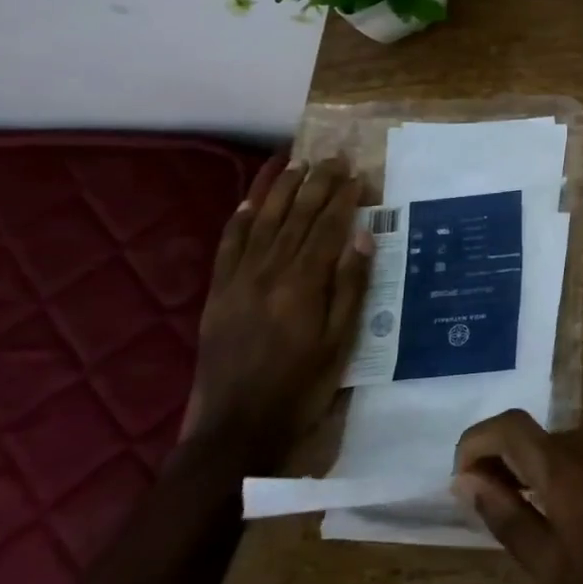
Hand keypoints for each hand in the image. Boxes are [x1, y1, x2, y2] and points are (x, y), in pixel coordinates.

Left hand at [184, 156, 370, 473]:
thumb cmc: (302, 385)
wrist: (237, 426)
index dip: (344, 197)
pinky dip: (242, 216)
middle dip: (317, 182)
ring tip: (297, 163)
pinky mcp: (218, 291)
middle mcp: (270, 269)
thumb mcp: (342, 340)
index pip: (328, 226)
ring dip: (281, 188)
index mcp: (304, 282)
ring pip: (263, 220)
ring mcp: (239, 278)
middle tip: (333, 156)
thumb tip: (363, 236)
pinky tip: (252, 199)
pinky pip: (230, 243)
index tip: (358, 174)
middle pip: (297, 215)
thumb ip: (352, 285)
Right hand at [453, 411, 582, 583]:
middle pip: (542, 438)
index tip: (468, 474)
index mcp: (565, 468)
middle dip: (520, 466)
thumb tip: (465, 478)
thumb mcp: (552, 570)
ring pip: (575, 440)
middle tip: (521, 512)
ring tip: (573, 517)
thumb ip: (505, 516)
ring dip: (560, 468)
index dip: (477, 442)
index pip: (507, 427)